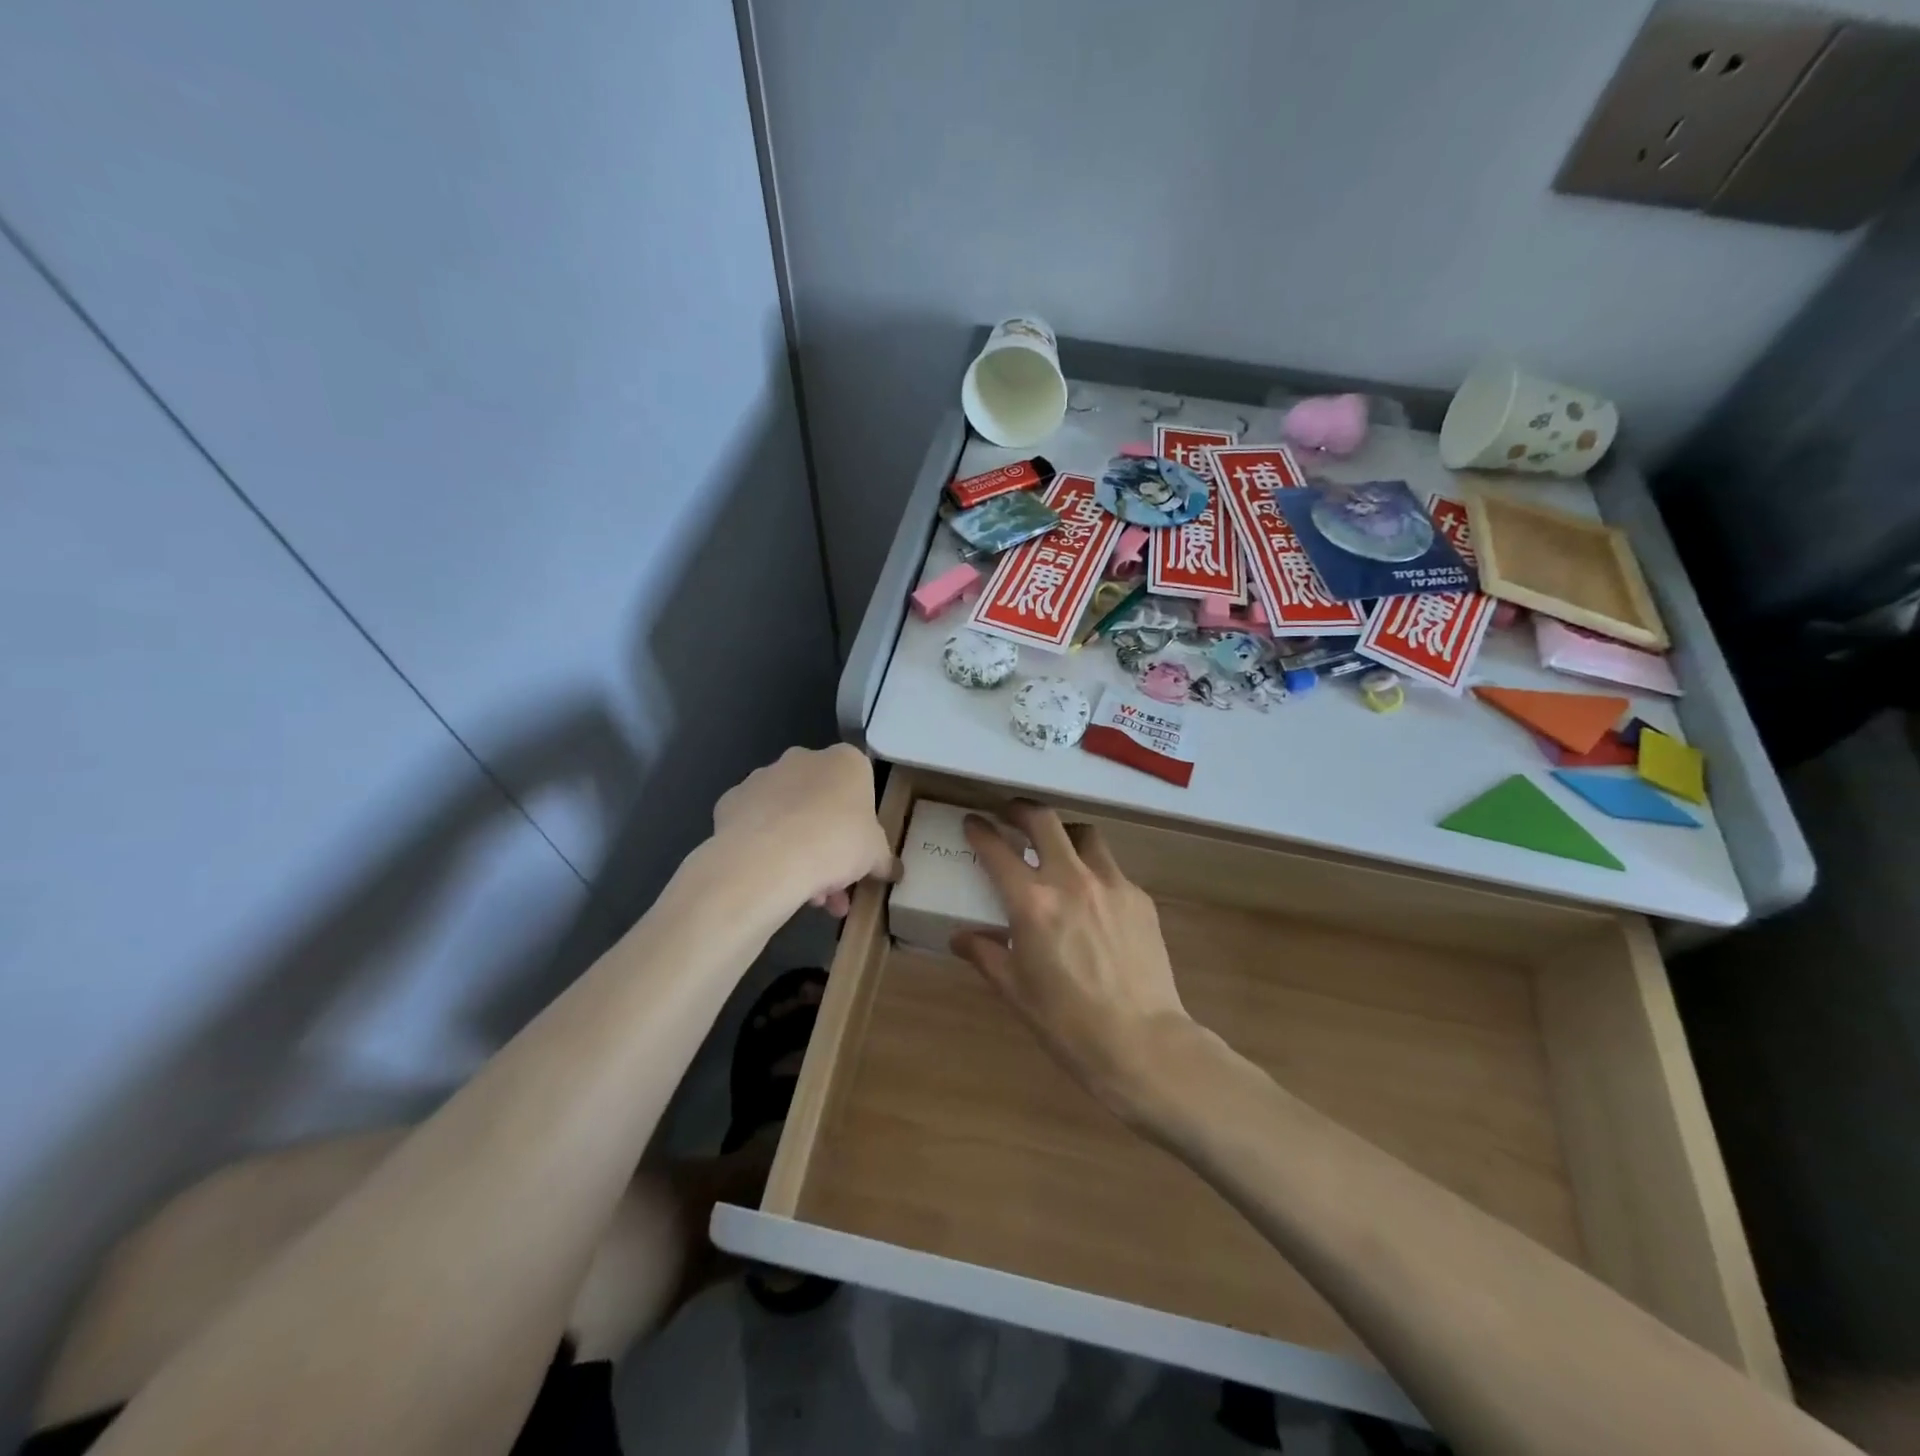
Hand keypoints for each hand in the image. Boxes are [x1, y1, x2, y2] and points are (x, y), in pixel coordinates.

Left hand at [711, 745, 897, 916]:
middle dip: (828, 839)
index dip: (861, 820)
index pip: (860, 783)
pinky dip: (764, 847)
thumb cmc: (836, 843)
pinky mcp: (730, 801)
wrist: (768, 859)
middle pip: (821, 799)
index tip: (859, 851)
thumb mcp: (874, 856)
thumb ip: (883, 859)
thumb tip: (894, 871)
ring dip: (799, 849)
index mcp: (845, 762)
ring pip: (787, 814)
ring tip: (806, 896)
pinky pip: (755, 825)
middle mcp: (803, 759)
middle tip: (834, 881)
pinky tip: (771, 879)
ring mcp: (762, 777)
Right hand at [951, 803, 1190, 1119]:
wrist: (1142, 1042)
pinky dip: (1094, 870)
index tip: (972, 822)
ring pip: (1084, 835)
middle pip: (1044, 820)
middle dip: (1021, 810)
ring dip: (1064, 834)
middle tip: (1010, 815)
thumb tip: (960, 938)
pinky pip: (1111, 868)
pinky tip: (1092, 897)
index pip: (996, 850)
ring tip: (1057, 849)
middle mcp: (1070, 880)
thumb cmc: (1067, 1023)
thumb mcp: (1015, 990)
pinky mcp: (1139, 897)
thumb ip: (985, 954)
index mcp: (1032, 903)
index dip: (979, 830)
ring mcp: (1111, 884)